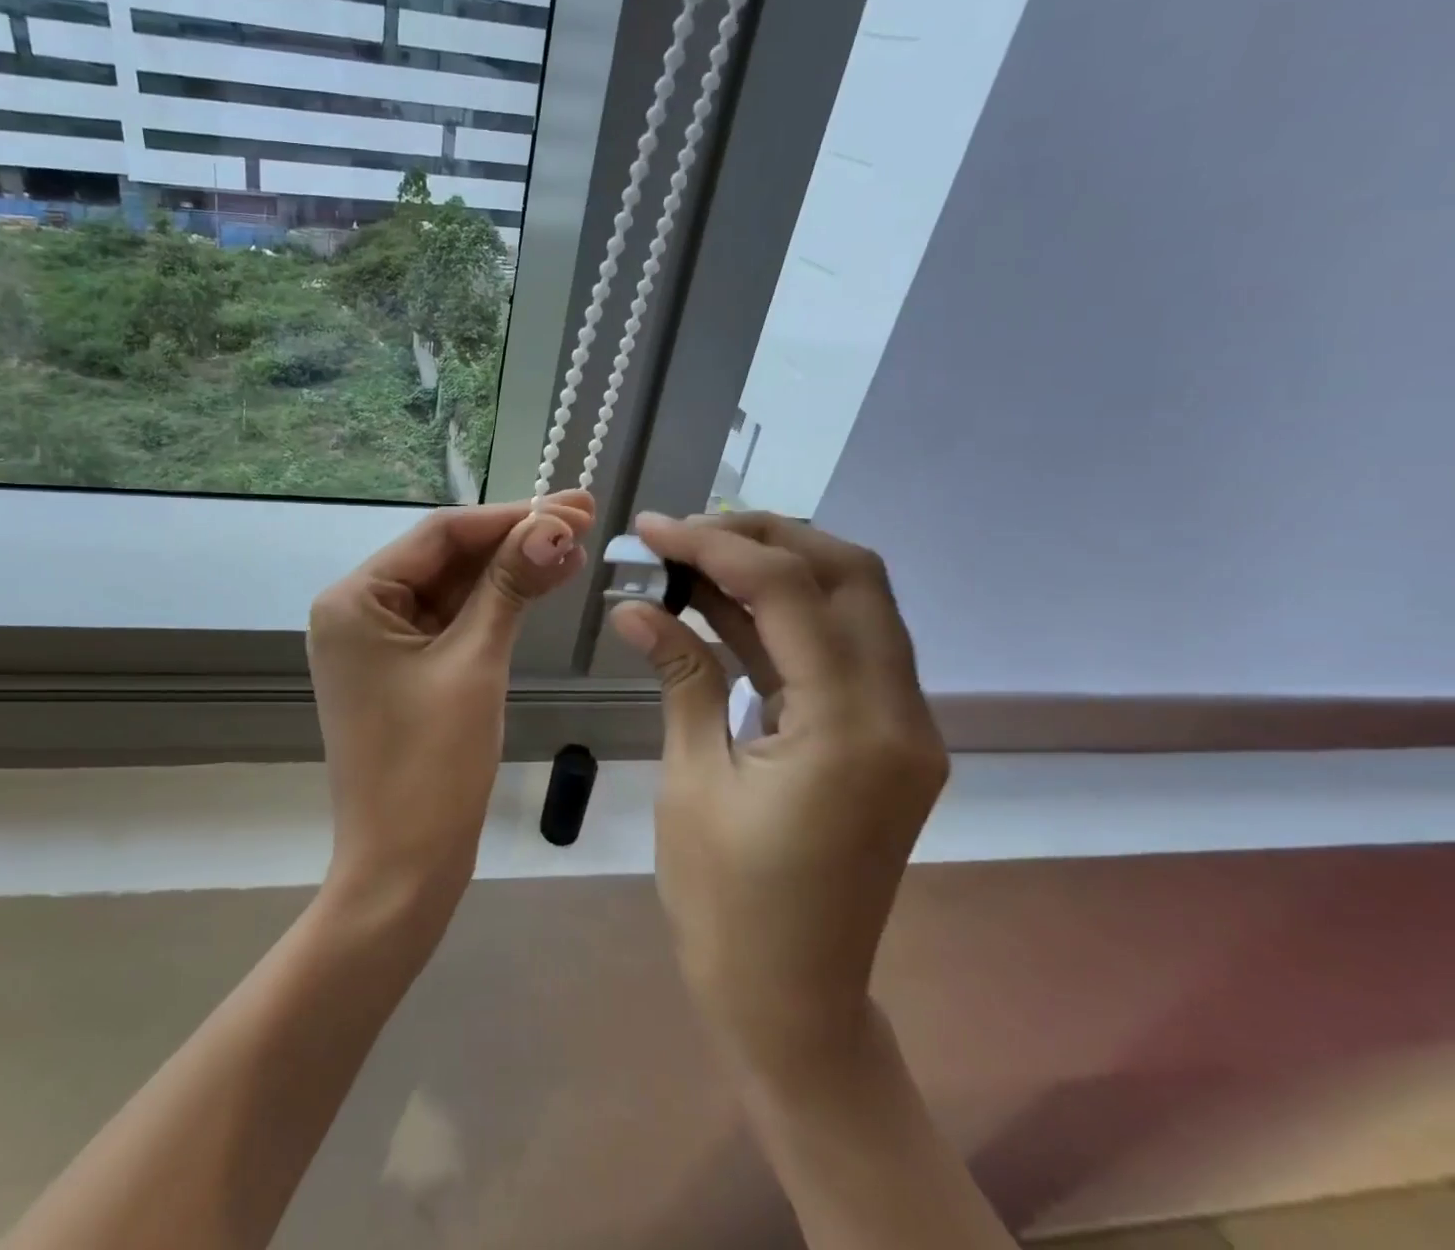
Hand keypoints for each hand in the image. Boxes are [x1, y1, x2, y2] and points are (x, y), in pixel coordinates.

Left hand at [309, 491, 595, 929]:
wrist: (403, 869)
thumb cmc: (432, 766)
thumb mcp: (475, 663)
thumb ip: (510, 585)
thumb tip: (554, 524)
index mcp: (355, 599)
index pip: (440, 534)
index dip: (509, 516)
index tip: (570, 504)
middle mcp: (358, 610)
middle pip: (446, 557)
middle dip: (514, 539)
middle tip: (583, 517)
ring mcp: (380, 641)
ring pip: (454, 588)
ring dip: (510, 569)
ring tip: (575, 547)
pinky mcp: (402, 668)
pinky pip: (452, 622)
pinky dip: (495, 605)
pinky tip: (543, 582)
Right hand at [611, 513, 947, 1084]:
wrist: (792, 1003)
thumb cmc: (729, 905)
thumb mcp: (693, 780)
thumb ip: (679, 675)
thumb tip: (633, 606)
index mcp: (852, 729)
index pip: (791, 592)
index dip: (716, 545)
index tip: (652, 528)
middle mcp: (898, 714)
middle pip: (849, 575)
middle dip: (765, 536)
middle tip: (687, 532)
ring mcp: (899, 725)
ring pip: (852, 603)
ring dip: (776, 567)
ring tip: (694, 555)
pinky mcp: (880, 736)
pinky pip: (838, 648)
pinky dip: (782, 616)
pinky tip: (720, 604)